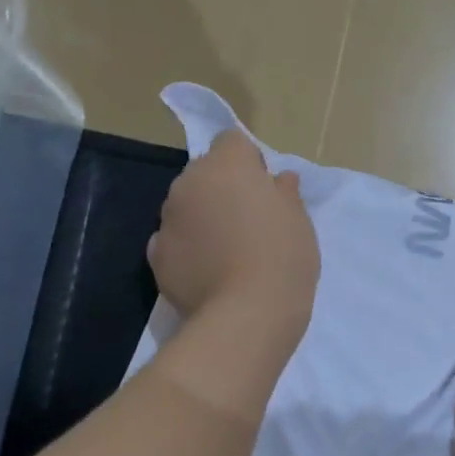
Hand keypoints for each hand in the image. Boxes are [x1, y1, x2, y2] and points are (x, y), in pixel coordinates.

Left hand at [148, 130, 319, 342]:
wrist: (247, 314)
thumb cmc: (283, 258)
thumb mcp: (299, 222)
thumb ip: (285, 194)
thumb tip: (280, 180)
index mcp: (227, 166)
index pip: (232, 141)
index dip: (249, 163)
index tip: (264, 190)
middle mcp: (189, 183)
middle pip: (205, 174)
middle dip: (222, 190)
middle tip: (247, 223)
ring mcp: (167, 220)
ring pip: (185, 207)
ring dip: (202, 219)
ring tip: (226, 253)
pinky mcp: (155, 256)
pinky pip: (172, 242)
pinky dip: (186, 250)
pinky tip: (206, 273)